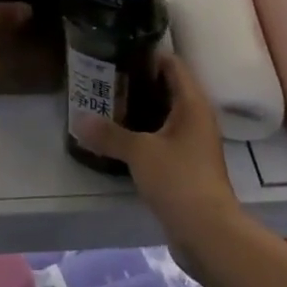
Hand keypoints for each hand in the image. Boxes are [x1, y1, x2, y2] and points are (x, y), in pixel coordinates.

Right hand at [75, 52, 241, 250]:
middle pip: (167, 88)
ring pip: (165, 115)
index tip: (118, 52)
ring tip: (107, 104)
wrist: (209, 234)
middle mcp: (197, 117)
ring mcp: (194, 143)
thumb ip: (109, 134)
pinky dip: (145, 134)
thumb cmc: (179, 180)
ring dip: (140, 110)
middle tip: (105, 78)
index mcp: (192, 103)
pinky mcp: (188, 166)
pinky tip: (121, 138)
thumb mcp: (139, 153)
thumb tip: (78, 119)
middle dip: (138, 83)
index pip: (172, 64)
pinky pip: (164, 138)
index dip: (147, 55)